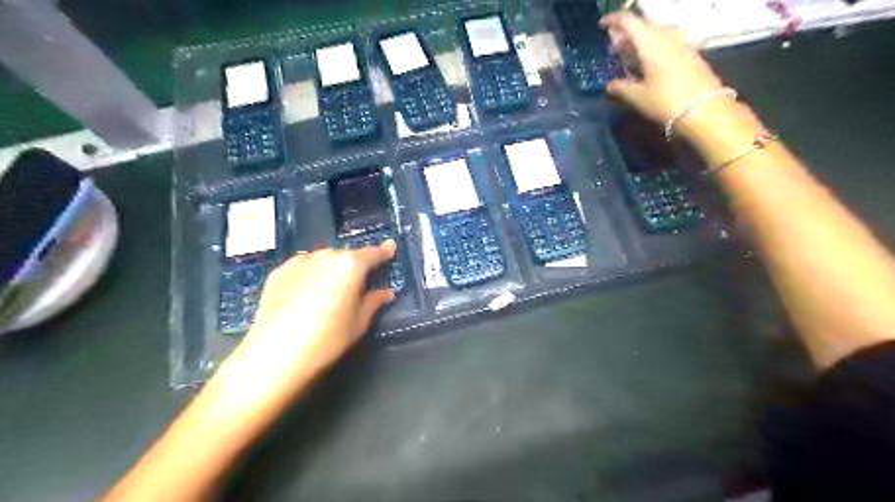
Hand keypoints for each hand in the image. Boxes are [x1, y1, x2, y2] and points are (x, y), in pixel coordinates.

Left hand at [213, 240, 393, 407]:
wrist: (276, 353)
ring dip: (331, 269)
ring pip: (323, 260)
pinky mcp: (278, 272)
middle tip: (357, 284)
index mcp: (350, 265)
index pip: (373, 254)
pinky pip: (303, 268)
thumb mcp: (359, 323)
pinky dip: (310, 275)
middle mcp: (326, 255)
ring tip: (329, 291)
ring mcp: (299, 261)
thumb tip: (386, 292)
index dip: (384, 252)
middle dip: (354, 266)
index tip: (390, 248)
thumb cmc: (328, 338)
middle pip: (346, 256)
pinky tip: (306, 294)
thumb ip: (374, 302)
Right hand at [601, 11, 725, 125]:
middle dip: (626, 33)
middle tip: (614, 49)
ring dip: (640, 41)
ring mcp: (681, 44)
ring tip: (630, 57)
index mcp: (650, 43)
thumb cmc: (666, 101)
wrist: (705, 110)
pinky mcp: (690, 54)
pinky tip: (648, 64)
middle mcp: (667, 37)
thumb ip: (621, 87)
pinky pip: (667, 42)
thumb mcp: (638, 97)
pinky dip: (653, 47)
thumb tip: (610, 85)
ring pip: (656, 33)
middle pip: (643, 25)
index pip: (629, 21)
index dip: (614, 20)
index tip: (602, 25)